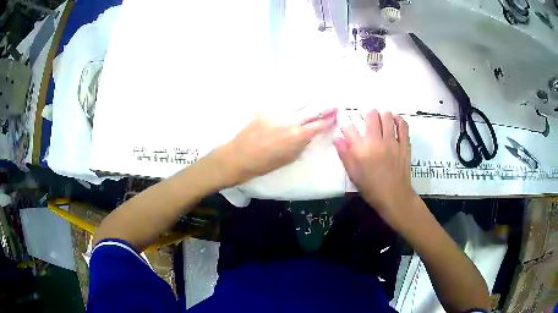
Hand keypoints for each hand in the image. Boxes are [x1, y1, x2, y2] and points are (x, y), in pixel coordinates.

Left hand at [214, 108, 337, 185]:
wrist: (238, 157)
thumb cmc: (264, 164)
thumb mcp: (288, 158)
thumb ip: (300, 145)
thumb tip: (307, 135)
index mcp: (296, 136)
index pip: (317, 125)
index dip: (328, 119)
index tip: (336, 114)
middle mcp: (289, 121)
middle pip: (310, 110)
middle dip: (322, 107)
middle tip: (331, 104)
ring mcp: (276, 113)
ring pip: (296, 104)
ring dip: (307, 103)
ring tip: (315, 100)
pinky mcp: (264, 110)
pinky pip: (280, 105)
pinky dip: (289, 104)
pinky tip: (293, 102)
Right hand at [333, 110, 415, 223]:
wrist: (394, 196)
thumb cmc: (371, 188)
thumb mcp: (353, 174)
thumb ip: (344, 155)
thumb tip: (336, 138)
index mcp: (361, 150)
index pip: (349, 127)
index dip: (344, 119)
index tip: (343, 117)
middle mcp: (376, 142)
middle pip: (370, 115)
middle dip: (365, 113)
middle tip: (365, 119)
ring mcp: (393, 141)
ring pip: (387, 116)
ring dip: (381, 115)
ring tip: (379, 120)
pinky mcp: (404, 144)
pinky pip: (402, 125)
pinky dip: (398, 119)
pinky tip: (394, 121)